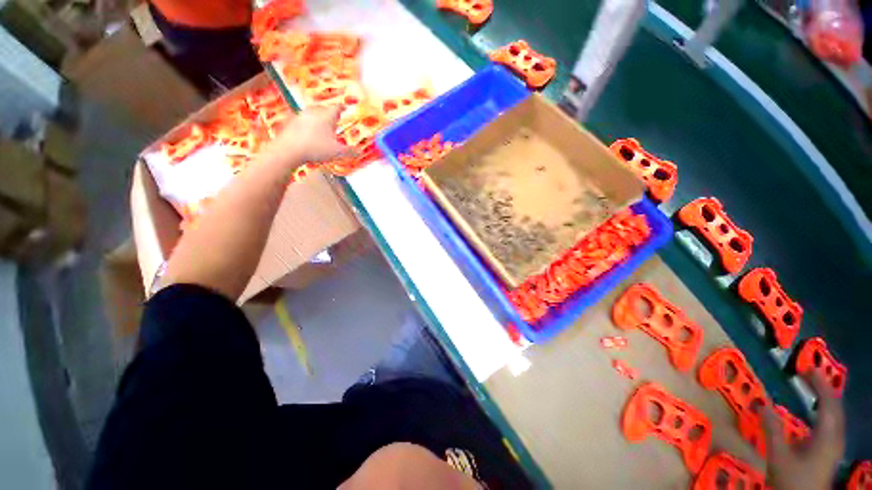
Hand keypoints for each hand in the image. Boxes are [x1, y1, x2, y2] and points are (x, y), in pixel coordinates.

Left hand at [270, 105, 355, 162]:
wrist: (288, 149)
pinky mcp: (291, 122)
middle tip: (335, 119)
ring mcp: (301, 116)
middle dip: (330, 113)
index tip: (345, 108)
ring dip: (319, 118)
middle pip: (324, 109)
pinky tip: (309, 133)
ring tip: (323, 127)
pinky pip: (303, 120)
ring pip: (312, 113)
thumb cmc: (316, 148)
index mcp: (327, 116)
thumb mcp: (337, 152)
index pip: (336, 107)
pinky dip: (308, 124)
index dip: (342, 108)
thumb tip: (361, 152)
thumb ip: (350, 152)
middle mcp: (314, 112)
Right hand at [763, 372, 844, 489]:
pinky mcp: (829, 452)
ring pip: (835, 415)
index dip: (819, 383)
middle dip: (823, 388)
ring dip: (824, 399)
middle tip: (807, 374)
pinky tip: (814, 414)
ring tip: (812, 388)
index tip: (805, 368)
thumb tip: (761, 403)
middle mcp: (835, 437)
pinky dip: (824, 412)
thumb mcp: (778, 456)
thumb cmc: (792, 480)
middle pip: (835, 407)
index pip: (828, 401)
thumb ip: (772, 430)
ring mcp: (834, 446)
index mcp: (827, 435)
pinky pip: (831, 424)